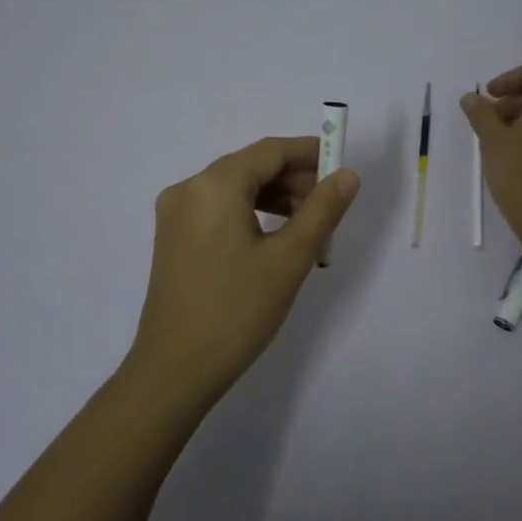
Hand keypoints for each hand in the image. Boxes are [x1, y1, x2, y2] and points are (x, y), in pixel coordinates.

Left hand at [124, 135, 360, 407]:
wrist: (175, 369)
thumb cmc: (237, 310)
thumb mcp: (289, 259)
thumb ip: (322, 211)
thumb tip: (347, 175)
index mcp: (214, 185)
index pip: (270, 151)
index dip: (309, 153)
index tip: (342, 169)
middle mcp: (189, 189)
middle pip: (250, 166)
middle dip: (294, 179)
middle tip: (329, 207)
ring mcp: (176, 214)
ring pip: (235, 188)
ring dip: (274, 197)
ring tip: (308, 226)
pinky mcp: (173, 238)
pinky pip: (218, 209)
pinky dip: (250, 213)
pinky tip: (274, 238)